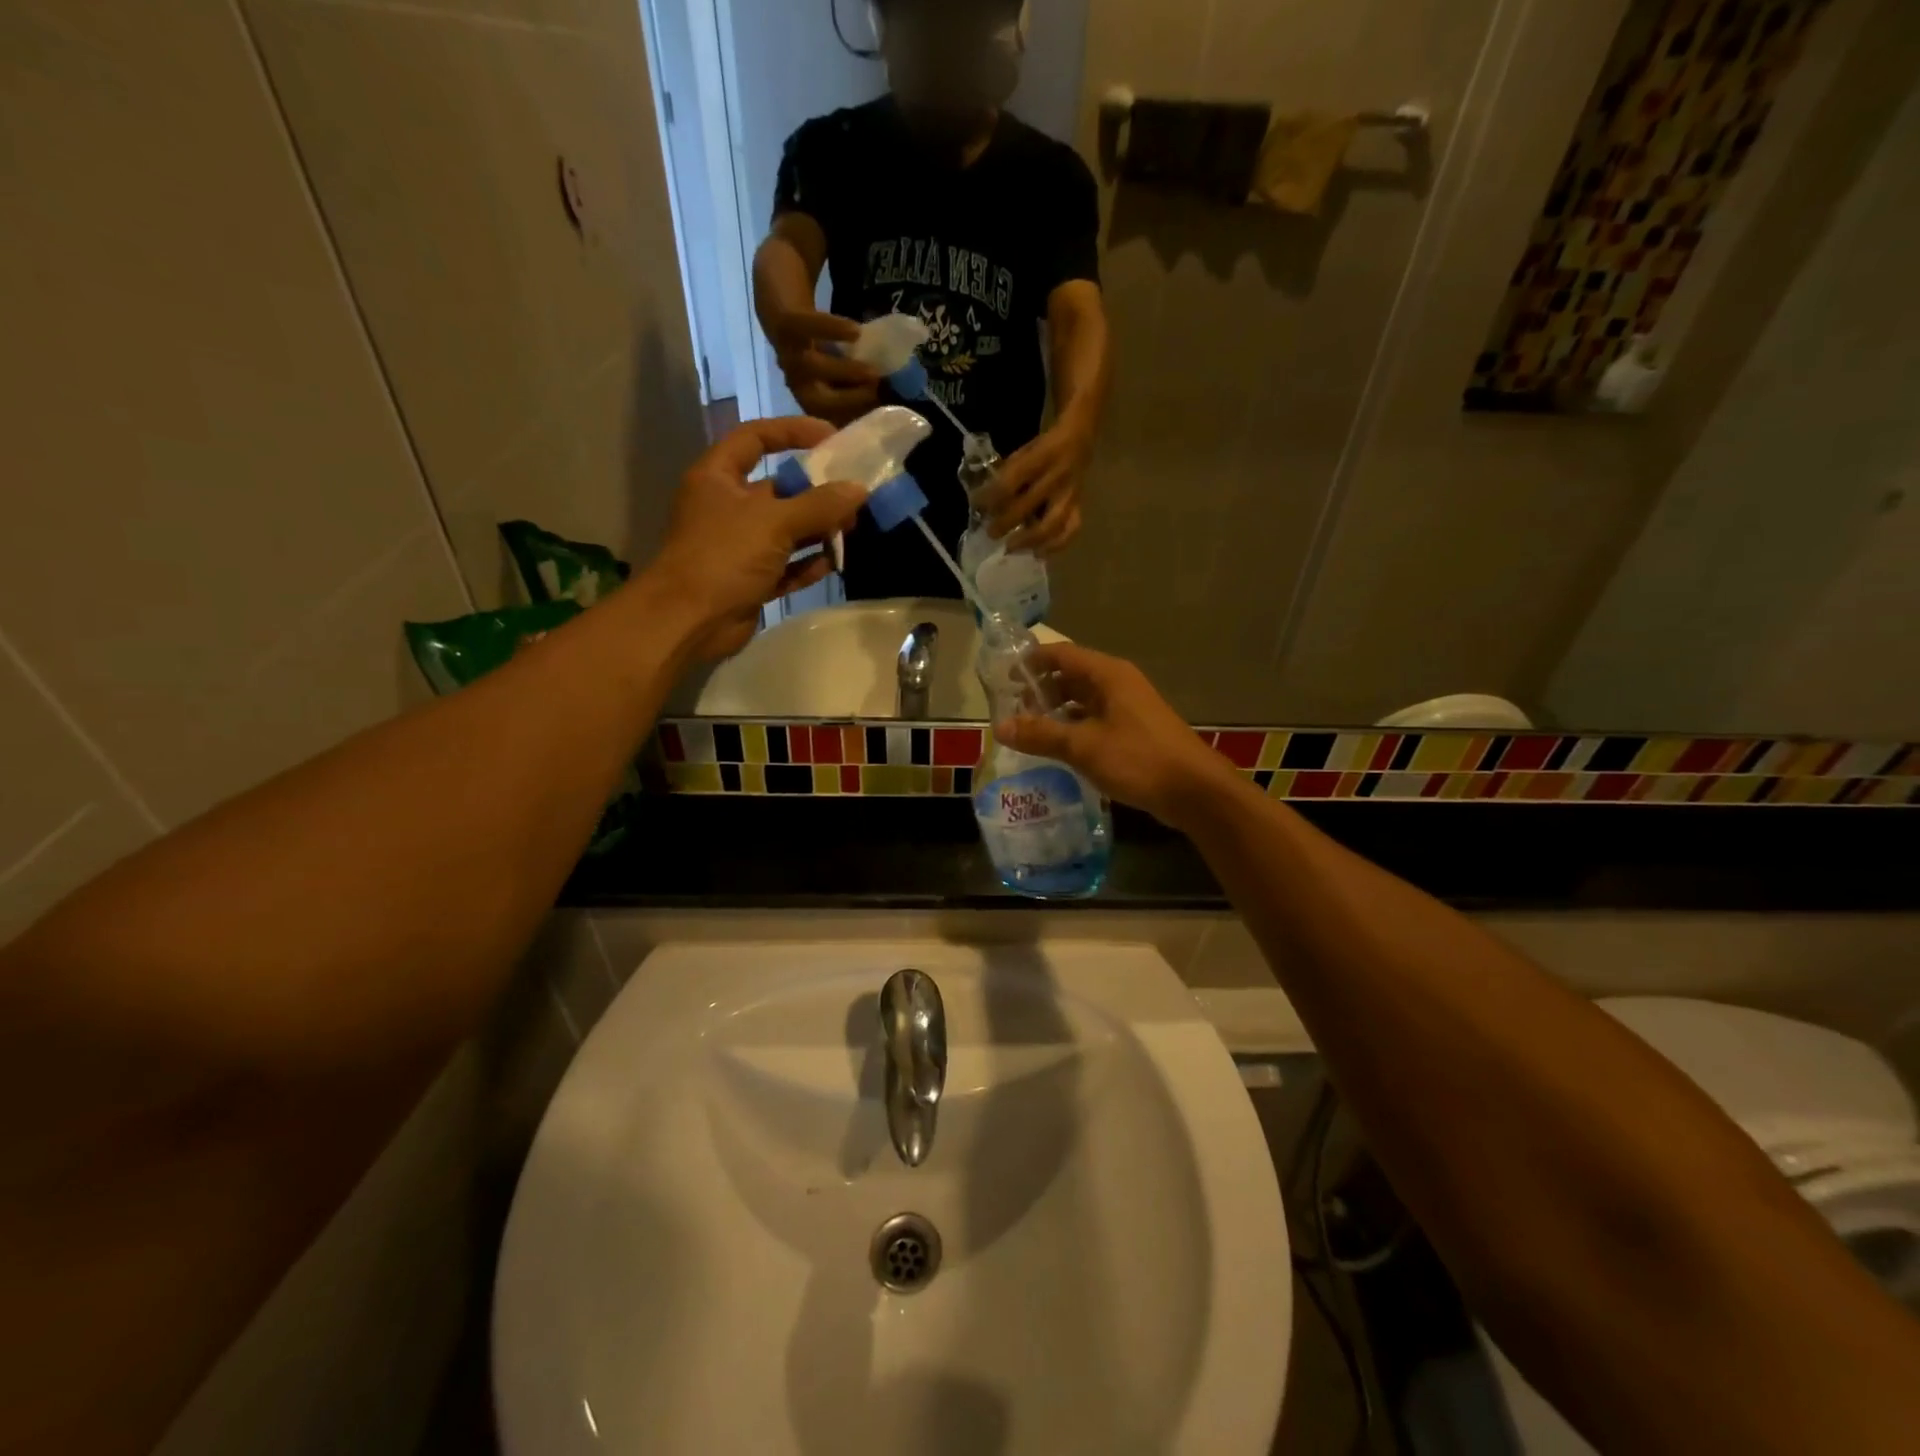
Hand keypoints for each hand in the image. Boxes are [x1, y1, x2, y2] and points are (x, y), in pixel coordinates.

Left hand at [642, 418, 865, 660]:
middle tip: (853, 496)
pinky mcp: (749, 580)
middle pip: (778, 488)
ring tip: (851, 530)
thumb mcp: (775, 522)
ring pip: (785, 530)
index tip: (831, 438)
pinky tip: (832, 564)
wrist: (689, 621)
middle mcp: (727, 507)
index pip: (755, 438)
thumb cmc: (724, 557)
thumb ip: (819, 504)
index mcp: (718, 477)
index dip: (792, 432)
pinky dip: (807, 564)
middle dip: (816, 491)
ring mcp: (738, 546)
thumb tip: (859, 489)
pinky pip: (785, 566)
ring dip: (817, 529)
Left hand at [767, 309, 880, 424]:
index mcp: (812, 399)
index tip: (884, 418)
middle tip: (877, 395)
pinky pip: (805, 327)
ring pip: (812, 368)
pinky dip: (830, 330)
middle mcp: (798, 382)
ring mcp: (789, 353)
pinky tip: (856, 332)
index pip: (833, 419)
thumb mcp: (839, 371)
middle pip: (817, 402)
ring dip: (844, 371)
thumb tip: (895, 400)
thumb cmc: (820, 345)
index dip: (855, 422)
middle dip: (847, 402)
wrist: (781, 304)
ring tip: (873, 371)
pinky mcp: (786, 322)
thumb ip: (859, 386)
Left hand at [981, 418, 1092, 553]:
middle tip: (991, 533)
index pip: (1010, 482)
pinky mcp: (1078, 507)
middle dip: (1005, 523)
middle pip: (1028, 507)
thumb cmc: (1044, 448)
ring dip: (1029, 540)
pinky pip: (1070, 531)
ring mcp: (1070, 496)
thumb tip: (984, 500)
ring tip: (1011, 548)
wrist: (1079, 441)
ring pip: (1052, 525)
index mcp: (1040, 458)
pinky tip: (1038, 553)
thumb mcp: (1024, 451)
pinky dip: (1055, 546)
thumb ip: (1007, 474)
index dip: (990, 496)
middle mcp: (1056, 478)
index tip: (976, 504)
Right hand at [994, 643, 1242, 830]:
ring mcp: (1128, 708)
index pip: (1061, 654)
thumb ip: (1040, 734)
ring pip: (1083, 700)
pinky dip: (1074, 727)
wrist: (1193, 790)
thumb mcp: (1083, 746)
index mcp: (1108, 675)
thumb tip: (999, 727)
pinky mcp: (1134, 732)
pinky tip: (1057, 747)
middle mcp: (1118, 684)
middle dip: (1041, 689)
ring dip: (1057, 710)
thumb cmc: (1137, 758)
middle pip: (1071, 675)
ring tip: (1028, 728)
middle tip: (1011, 707)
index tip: (1003, 676)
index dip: (1031, 661)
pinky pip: (1095, 720)